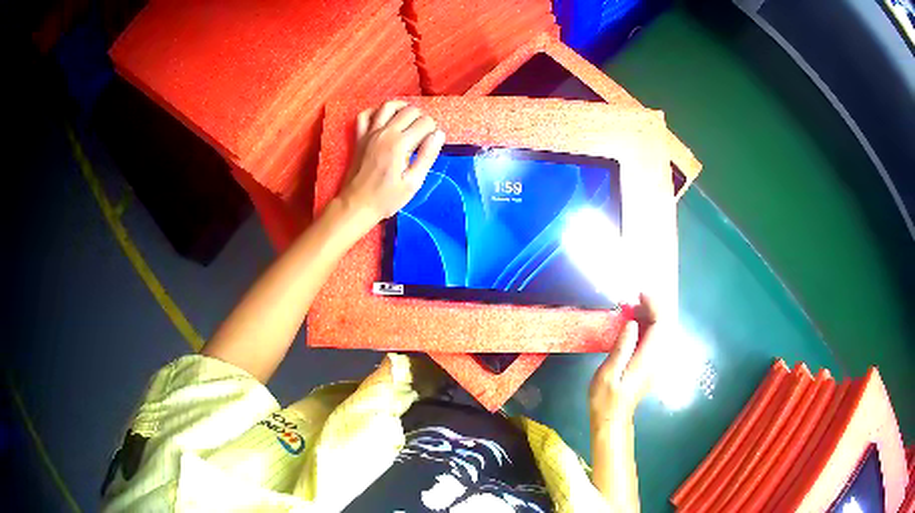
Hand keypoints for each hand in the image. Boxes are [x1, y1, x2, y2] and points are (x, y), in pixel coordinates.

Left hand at [339, 101, 445, 225]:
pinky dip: (376, 111)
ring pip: (388, 106)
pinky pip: (365, 114)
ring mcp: (370, 132)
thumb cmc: (387, 198)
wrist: (357, 205)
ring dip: (402, 107)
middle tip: (424, 133)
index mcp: (400, 144)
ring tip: (409, 118)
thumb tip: (439, 134)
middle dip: (422, 118)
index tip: (432, 142)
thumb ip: (427, 156)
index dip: (434, 129)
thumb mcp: (413, 182)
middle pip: (410, 110)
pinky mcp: (359, 137)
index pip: (425, 122)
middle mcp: (385, 132)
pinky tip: (384, 119)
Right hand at [589, 294, 660, 428]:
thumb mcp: (608, 373)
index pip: (661, 325)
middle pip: (666, 325)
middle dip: (653, 307)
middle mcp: (658, 358)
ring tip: (630, 309)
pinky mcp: (652, 365)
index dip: (654, 305)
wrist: (612, 419)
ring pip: (663, 331)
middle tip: (632, 301)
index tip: (640, 294)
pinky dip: (648, 326)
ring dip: (650, 316)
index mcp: (648, 359)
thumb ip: (621, 348)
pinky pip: (656, 339)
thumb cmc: (606, 399)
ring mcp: (657, 362)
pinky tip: (634, 324)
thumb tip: (632, 323)